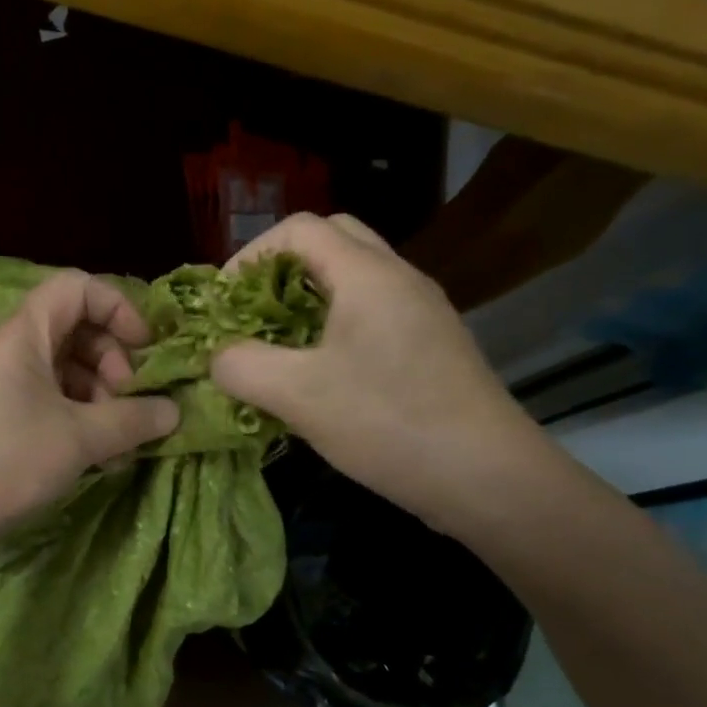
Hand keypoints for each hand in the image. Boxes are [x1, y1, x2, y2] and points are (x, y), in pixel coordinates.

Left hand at [0, 269, 180, 559]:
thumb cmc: (1, 460)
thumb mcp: (77, 440)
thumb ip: (131, 420)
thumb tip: (174, 411)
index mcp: (23, 332)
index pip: (78, 288)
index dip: (119, 309)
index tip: (146, 350)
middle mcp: (8, 348)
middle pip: (75, 331)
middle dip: (113, 364)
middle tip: (130, 406)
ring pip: (62, 372)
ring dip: (98, 400)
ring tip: (118, 447)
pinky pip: (43, 402)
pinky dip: (74, 421)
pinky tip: (94, 460)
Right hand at [210, 213, 543, 525]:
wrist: (489, 478)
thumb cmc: (389, 423)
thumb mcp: (298, 396)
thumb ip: (242, 366)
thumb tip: (217, 357)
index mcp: (368, 275)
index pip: (300, 228)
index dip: (250, 256)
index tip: (225, 303)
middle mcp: (399, 279)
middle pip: (331, 241)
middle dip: (280, 270)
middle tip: (252, 313)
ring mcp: (421, 312)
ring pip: (353, 279)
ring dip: (307, 299)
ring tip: (277, 344)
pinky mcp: (430, 347)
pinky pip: (371, 314)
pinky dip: (333, 326)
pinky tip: (319, 375)